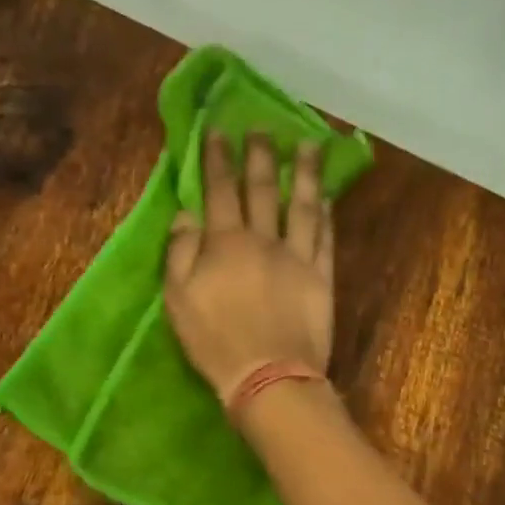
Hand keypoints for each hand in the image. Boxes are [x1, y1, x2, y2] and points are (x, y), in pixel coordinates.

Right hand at [164, 131, 334, 400]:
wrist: (268, 376)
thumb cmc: (215, 342)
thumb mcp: (179, 299)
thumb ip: (180, 252)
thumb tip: (186, 213)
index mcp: (225, 243)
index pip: (220, 190)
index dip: (218, 159)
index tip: (219, 131)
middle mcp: (264, 239)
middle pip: (263, 189)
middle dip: (260, 155)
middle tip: (262, 128)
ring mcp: (297, 257)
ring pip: (302, 204)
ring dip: (303, 173)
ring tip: (307, 146)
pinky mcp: (321, 278)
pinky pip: (324, 237)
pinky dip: (325, 213)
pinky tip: (326, 196)